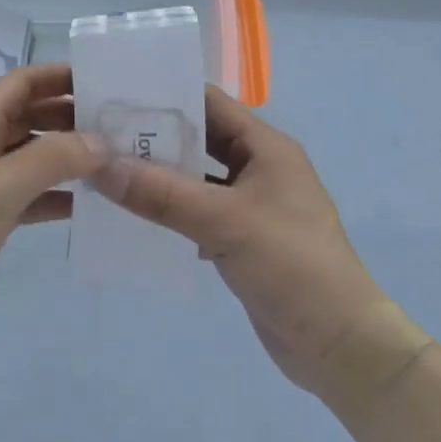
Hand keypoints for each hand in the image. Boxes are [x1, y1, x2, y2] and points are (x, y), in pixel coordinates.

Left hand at [0, 64, 105, 377]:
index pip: (21, 84)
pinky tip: (88, 204)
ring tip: (115, 161)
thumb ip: (51, 160)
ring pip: (32, 157)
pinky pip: (29, 196)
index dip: (59, 76)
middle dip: (71, 116)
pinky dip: (56, 195)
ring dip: (68, 156)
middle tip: (121, 124)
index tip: (104, 79)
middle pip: (30, 117)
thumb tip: (102, 141)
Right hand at [93, 87, 425, 404]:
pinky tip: (133, 217)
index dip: (165, 96)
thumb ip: (163, 193)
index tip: (115, 96)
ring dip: (159, 176)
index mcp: (265, 146)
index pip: (209, 103)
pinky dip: (170, 211)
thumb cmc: (291, 264)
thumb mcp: (225, 222)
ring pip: (196, 178)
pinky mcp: (242, 239)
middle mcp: (259, 167)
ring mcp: (251, 204)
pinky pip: (198, 213)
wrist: (340, 345)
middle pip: (199, 139)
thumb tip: (101, 166)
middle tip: (100, 136)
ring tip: (107, 172)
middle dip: (155, 137)